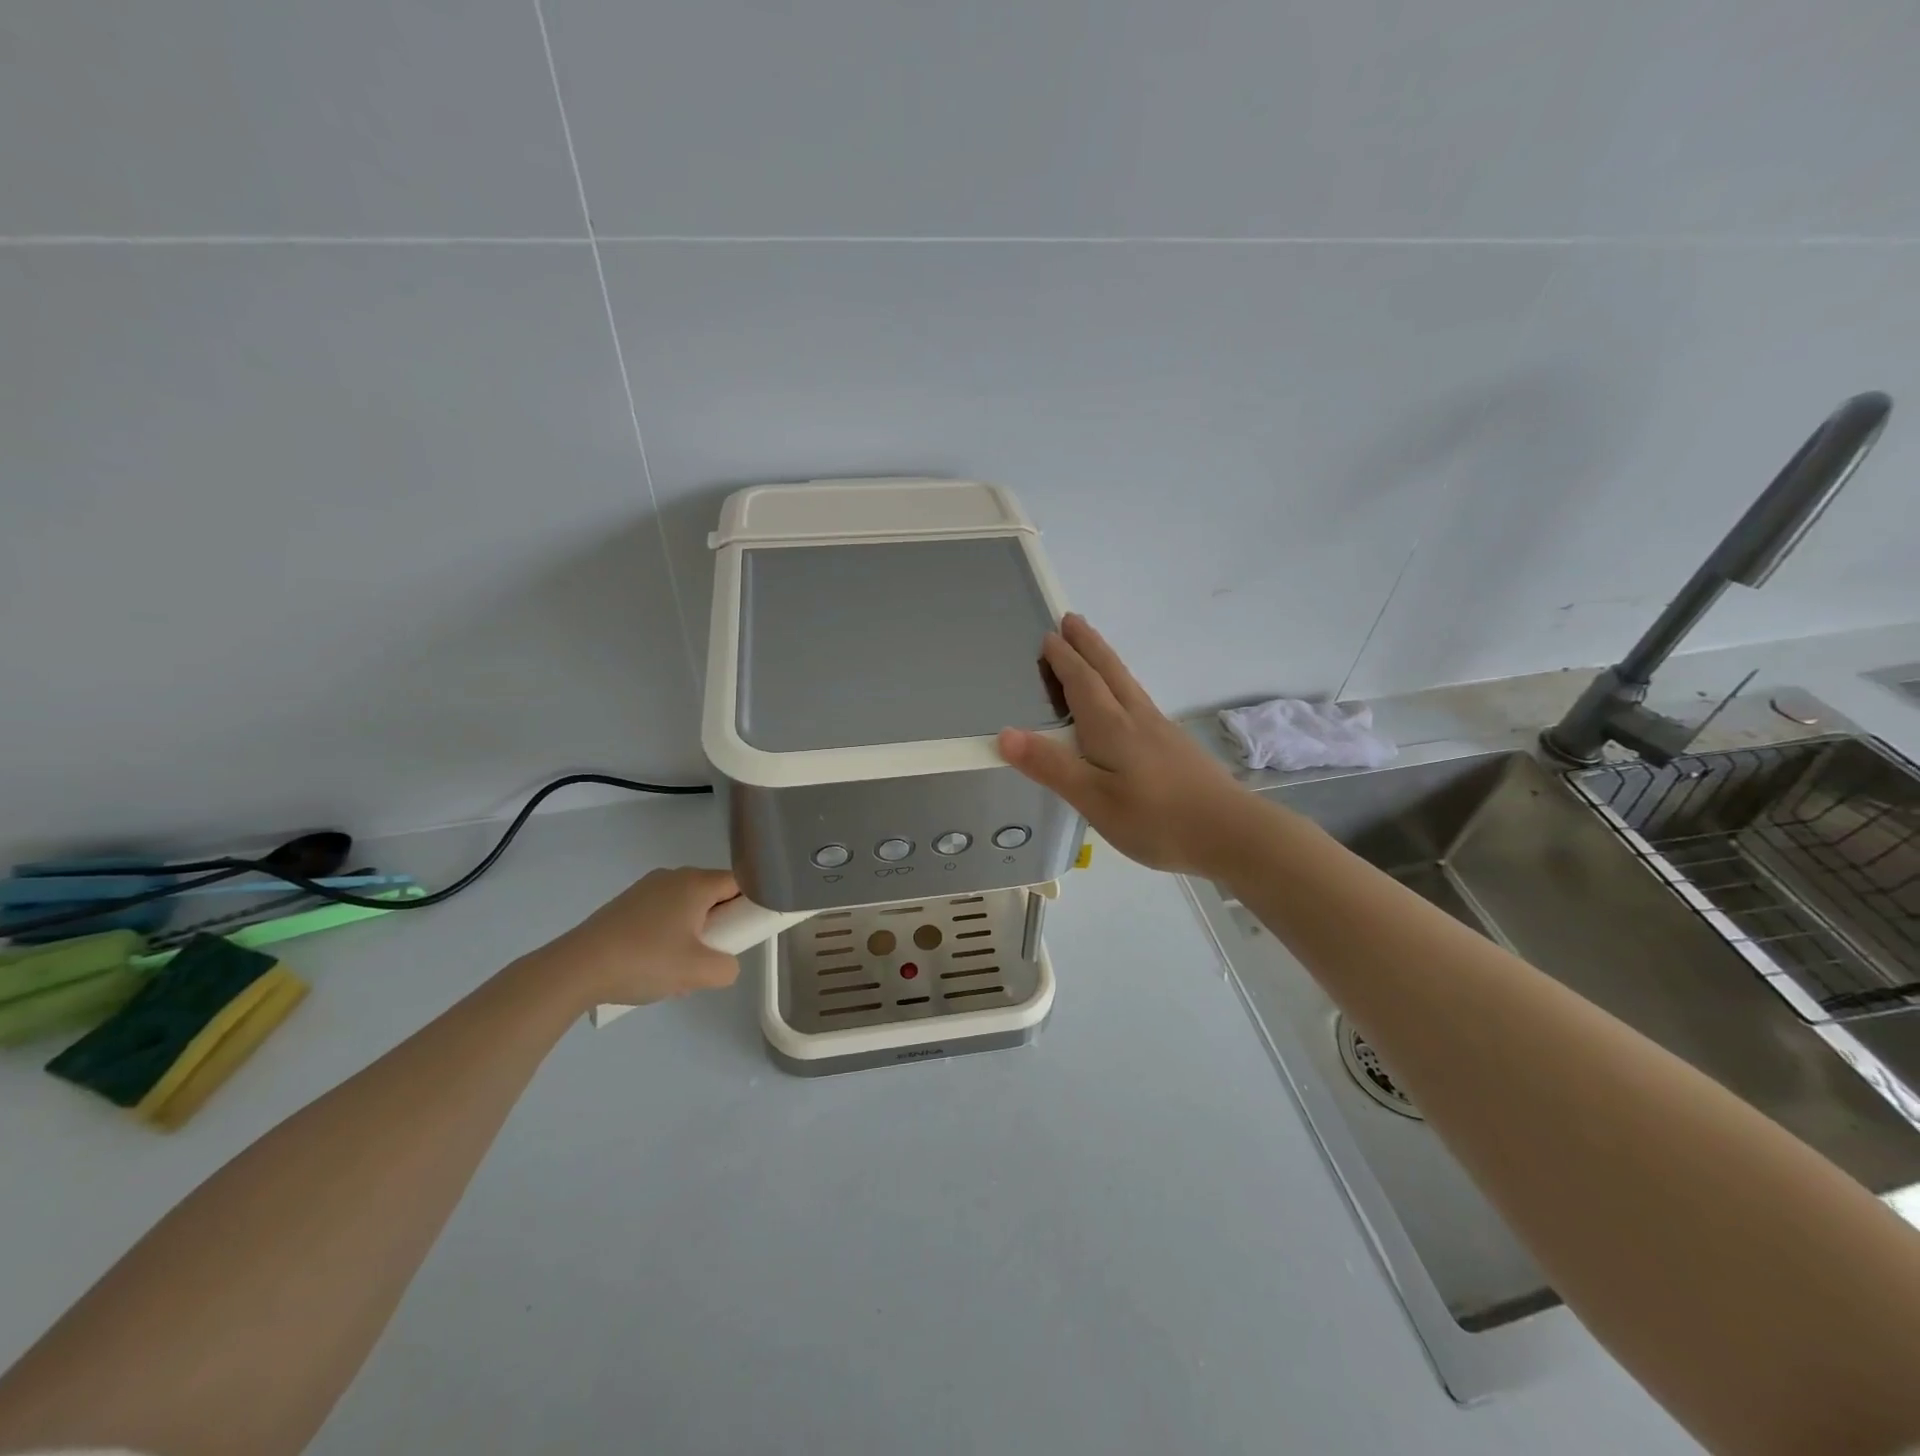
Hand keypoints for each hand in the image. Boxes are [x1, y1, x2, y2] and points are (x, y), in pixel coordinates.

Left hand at [532, 867, 742, 1008]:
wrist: (575, 969)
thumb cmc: (645, 961)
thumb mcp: (699, 972)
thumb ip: (728, 968)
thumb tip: (725, 964)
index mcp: (696, 883)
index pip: (741, 882)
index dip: (751, 905)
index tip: (747, 932)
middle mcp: (673, 877)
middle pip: (713, 894)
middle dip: (720, 925)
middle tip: (713, 956)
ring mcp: (645, 889)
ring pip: (687, 907)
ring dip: (693, 933)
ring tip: (679, 968)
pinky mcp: (625, 905)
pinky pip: (663, 914)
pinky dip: (669, 935)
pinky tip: (653, 965)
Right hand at [998, 615, 1254, 876]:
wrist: (1231, 833)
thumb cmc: (1156, 818)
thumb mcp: (1094, 799)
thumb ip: (1051, 766)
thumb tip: (1005, 734)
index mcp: (1111, 727)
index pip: (1082, 683)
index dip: (1063, 660)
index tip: (1049, 635)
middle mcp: (1136, 718)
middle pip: (1109, 671)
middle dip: (1087, 645)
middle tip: (1071, 619)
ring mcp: (1160, 730)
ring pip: (1127, 683)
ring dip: (1106, 660)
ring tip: (1093, 649)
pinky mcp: (1175, 746)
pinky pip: (1138, 700)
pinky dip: (1122, 685)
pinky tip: (1125, 702)